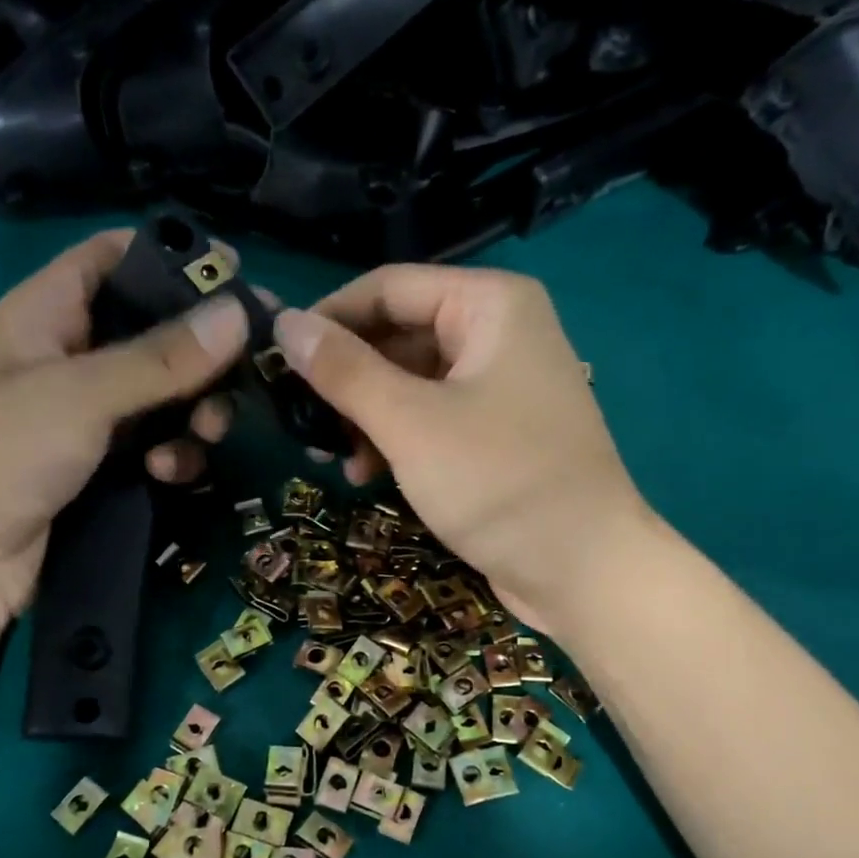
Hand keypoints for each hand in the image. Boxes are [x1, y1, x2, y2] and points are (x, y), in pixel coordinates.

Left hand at [0, 231, 249, 623]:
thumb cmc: (2, 454)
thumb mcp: (82, 395)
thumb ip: (162, 358)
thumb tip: (240, 312)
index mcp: (49, 311)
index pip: (116, 257)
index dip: (173, 258)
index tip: (236, 275)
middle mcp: (75, 355)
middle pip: (157, 331)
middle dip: (203, 355)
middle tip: (248, 373)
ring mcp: (92, 414)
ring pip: (167, 394)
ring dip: (196, 413)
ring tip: (206, 434)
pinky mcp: (107, 463)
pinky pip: (160, 443)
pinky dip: (174, 454)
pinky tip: (168, 474)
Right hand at [274, 265, 652, 634]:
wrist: (582, 569)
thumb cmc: (498, 482)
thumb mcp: (410, 423)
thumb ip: (344, 371)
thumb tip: (284, 324)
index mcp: (490, 305)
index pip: (388, 288)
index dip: (328, 319)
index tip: (275, 359)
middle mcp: (499, 333)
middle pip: (398, 336)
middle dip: (347, 379)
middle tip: (300, 420)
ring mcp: (500, 387)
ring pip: (411, 383)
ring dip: (366, 417)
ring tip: (330, 457)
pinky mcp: (496, 435)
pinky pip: (432, 419)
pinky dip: (396, 440)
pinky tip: (364, 474)